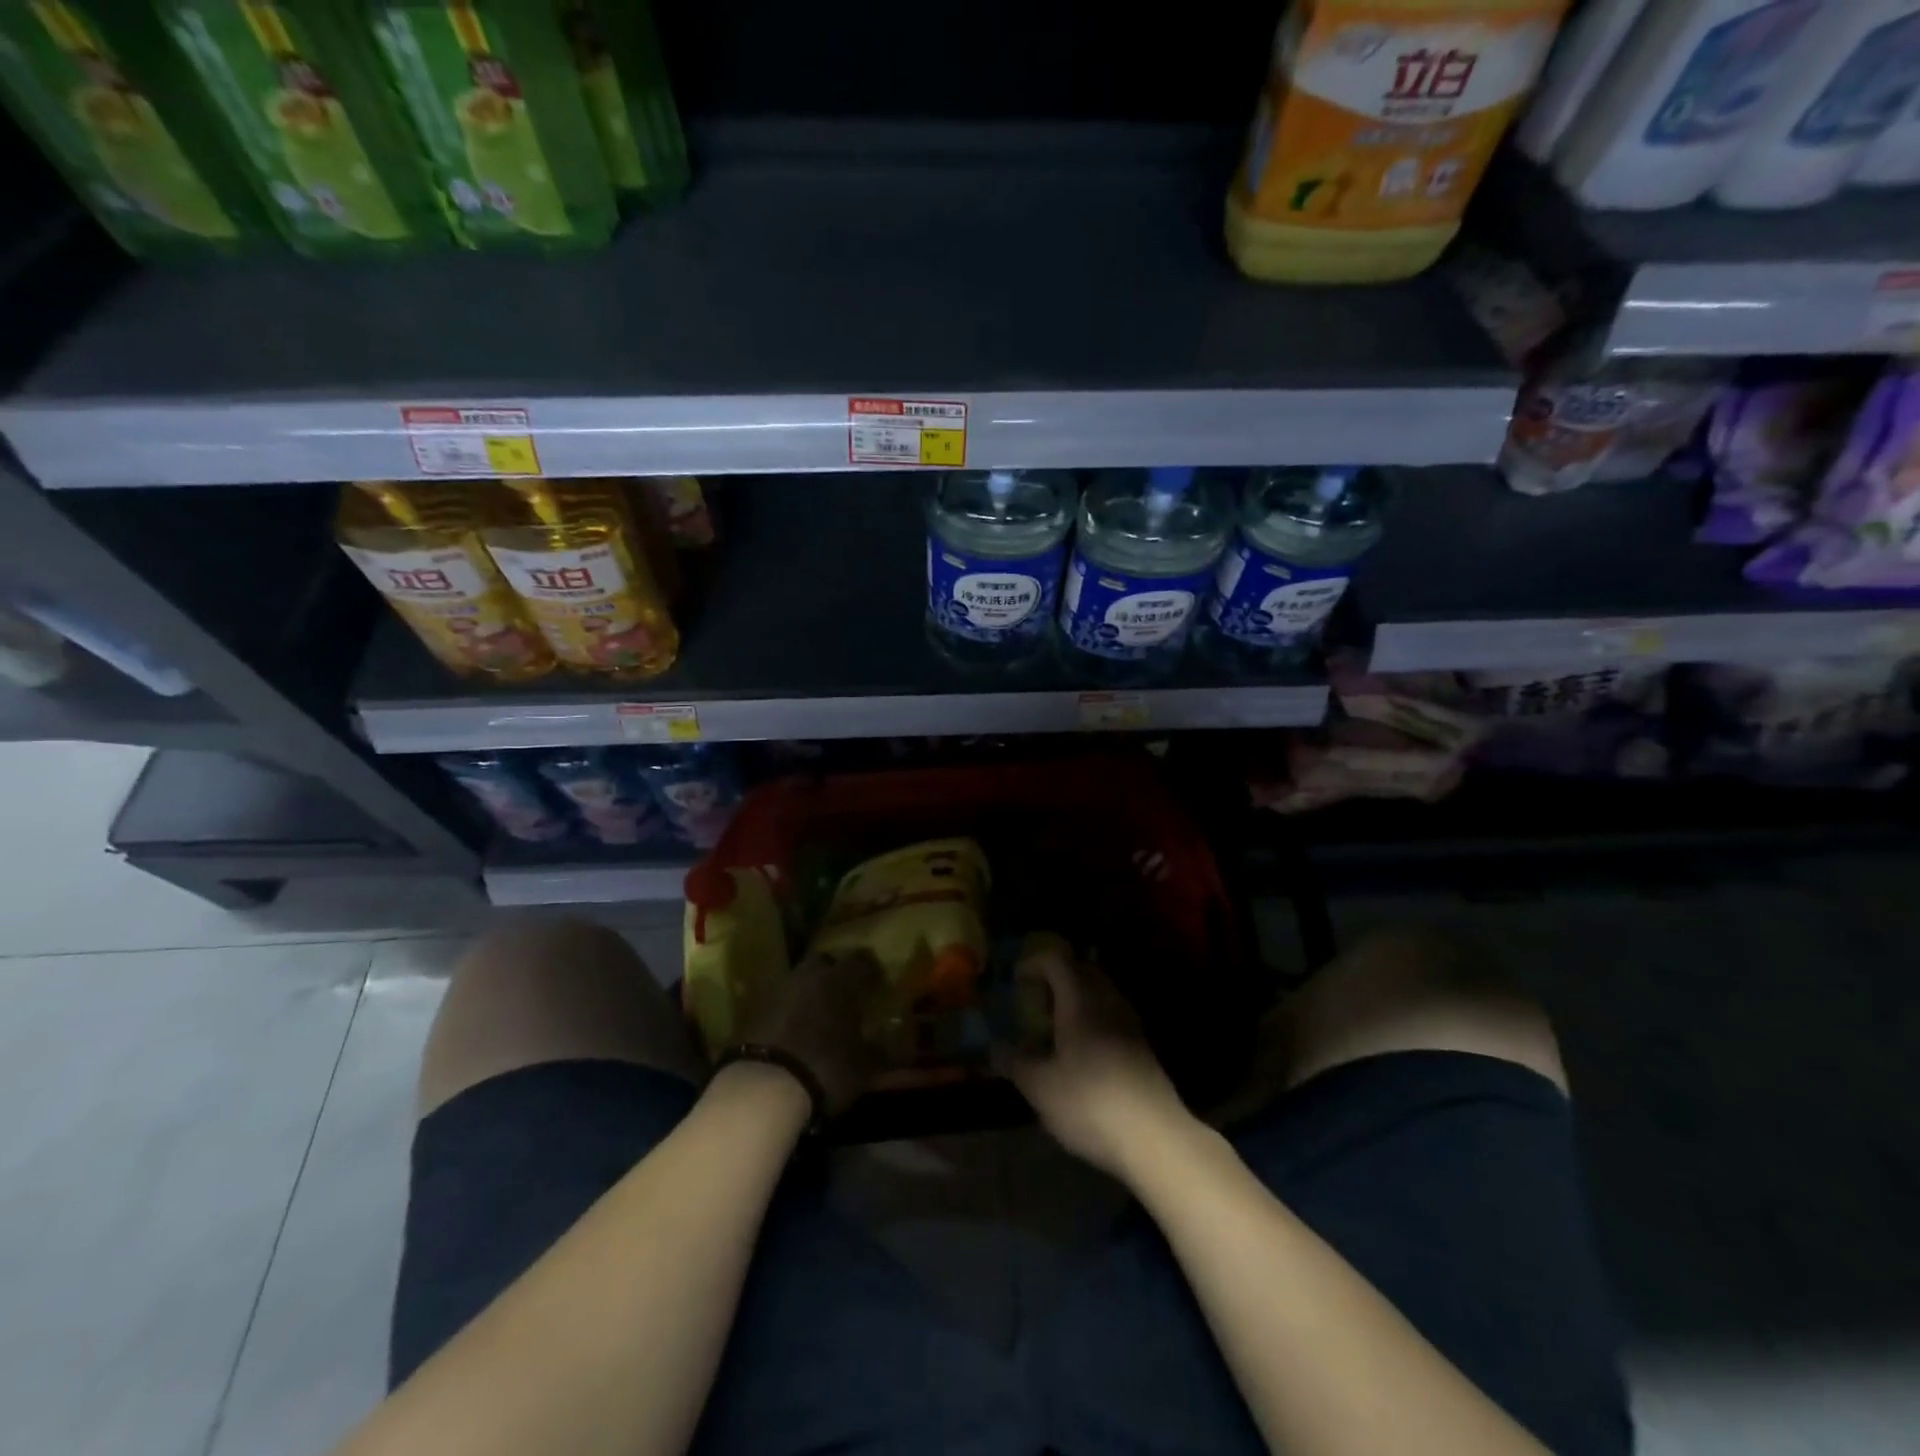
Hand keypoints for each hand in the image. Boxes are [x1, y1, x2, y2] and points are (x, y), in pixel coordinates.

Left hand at [736, 949, 884, 1114]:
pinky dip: (787, 1012)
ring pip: (797, 981)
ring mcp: (776, 991)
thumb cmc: (825, 1068)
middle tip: (843, 994)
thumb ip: (879, 1050)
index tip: (875, 982)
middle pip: (822, 962)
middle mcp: (807, 976)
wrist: (763, 1088)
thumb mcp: (864, 1066)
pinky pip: (777, 1003)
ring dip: (807, 993)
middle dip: (832, 973)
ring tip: (817, 1016)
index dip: (869, 969)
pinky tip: (793, 1032)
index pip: (860, 960)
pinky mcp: (752, 1012)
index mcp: (839, 980)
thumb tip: (895, 1045)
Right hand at [1002, 947, 1195, 1182]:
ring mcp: (1130, 1022)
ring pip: (1099, 993)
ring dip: (1075, 1000)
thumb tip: (994, 1047)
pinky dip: (1092, 1019)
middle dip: (1055, 979)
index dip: (1033, 964)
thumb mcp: (1040, 1087)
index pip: (1056, 960)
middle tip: (1034, 1002)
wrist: (1155, 1138)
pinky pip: (1111, 1015)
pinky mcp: (1143, 1046)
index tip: (1015, 982)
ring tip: (1054, 1028)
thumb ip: (1014, 1062)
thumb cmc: (1089, 1102)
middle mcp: (1108, 1001)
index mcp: (1080, 1000)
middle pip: (1081, 971)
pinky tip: (1080, 1051)